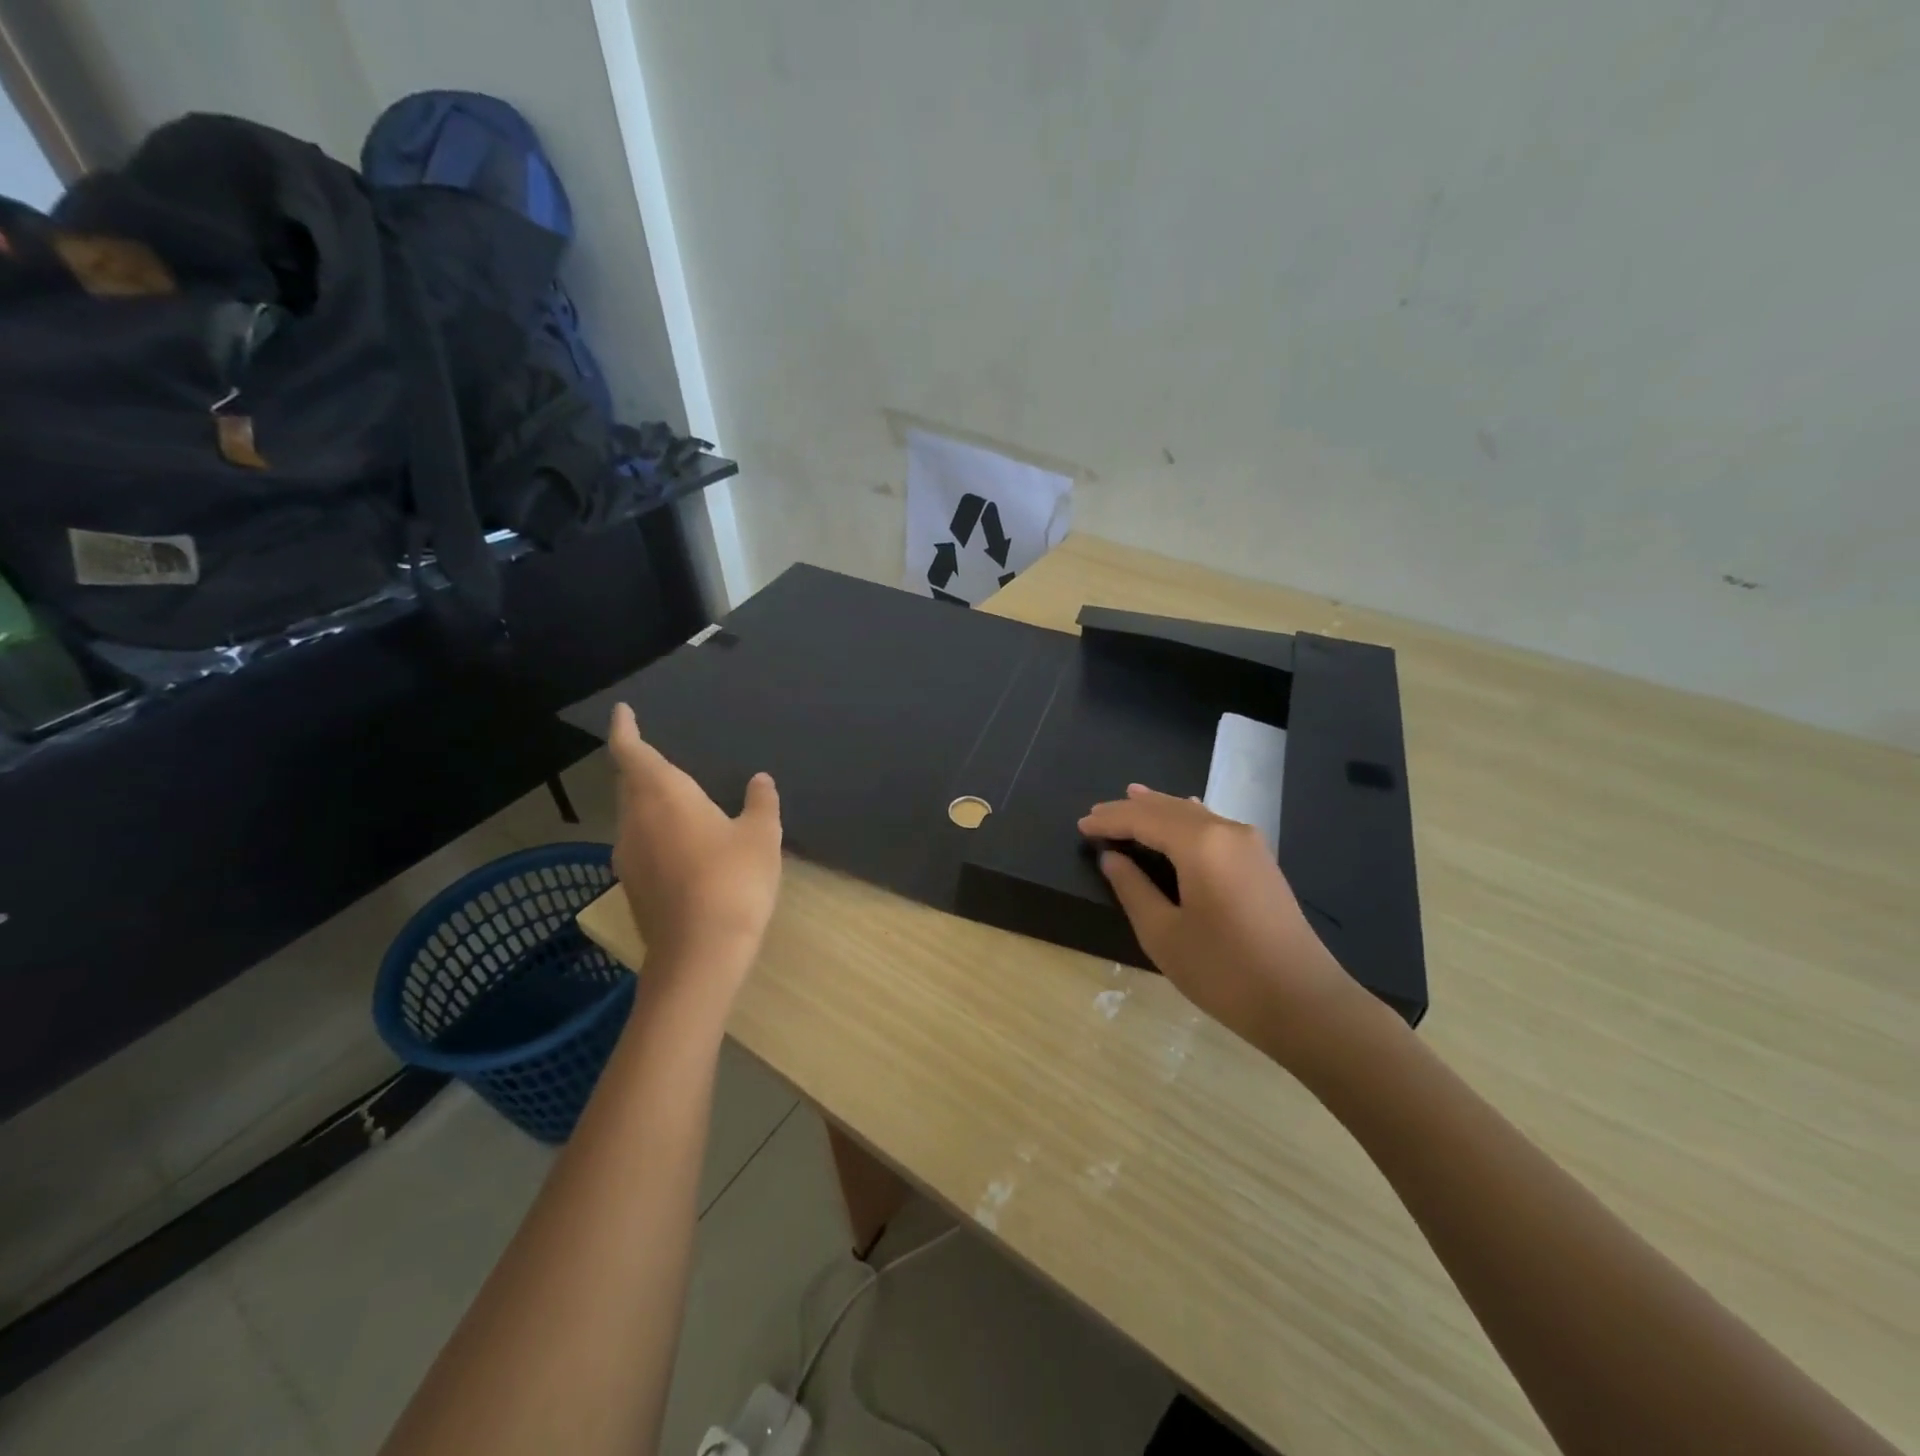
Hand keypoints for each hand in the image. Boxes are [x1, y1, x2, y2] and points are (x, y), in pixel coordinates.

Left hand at [608, 703, 781, 1007]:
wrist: (700, 954)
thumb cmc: (733, 880)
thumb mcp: (761, 835)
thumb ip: (759, 802)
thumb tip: (760, 780)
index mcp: (663, 796)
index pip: (633, 752)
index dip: (624, 730)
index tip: (622, 712)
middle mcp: (635, 821)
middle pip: (629, 784)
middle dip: (640, 766)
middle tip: (659, 754)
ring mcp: (628, 857)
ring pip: (633, 816)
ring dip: (649, 801)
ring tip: (677, 799)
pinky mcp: (633, 886)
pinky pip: (640, 844)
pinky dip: (655, 832)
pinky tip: (682, 845)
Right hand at [1079, 785, 1356, 1056]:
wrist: (1304, 1003)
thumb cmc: (1224, 972)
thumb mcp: (1163, 934)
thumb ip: (1133, 889)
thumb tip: (1112, 858)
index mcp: (1200, 844)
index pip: (1143, 820)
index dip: (1109, 821)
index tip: (1080, 826)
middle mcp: (1226, 831)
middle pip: (1169, 809)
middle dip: (1131, 809)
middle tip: (1097, 812)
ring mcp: (1249, 844)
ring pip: (1194, 814)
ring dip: (1159, 810)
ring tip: (1130, 798)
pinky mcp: (1260, 862)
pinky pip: (1213, 825)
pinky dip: (1186, 819)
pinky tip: (1182, 815)